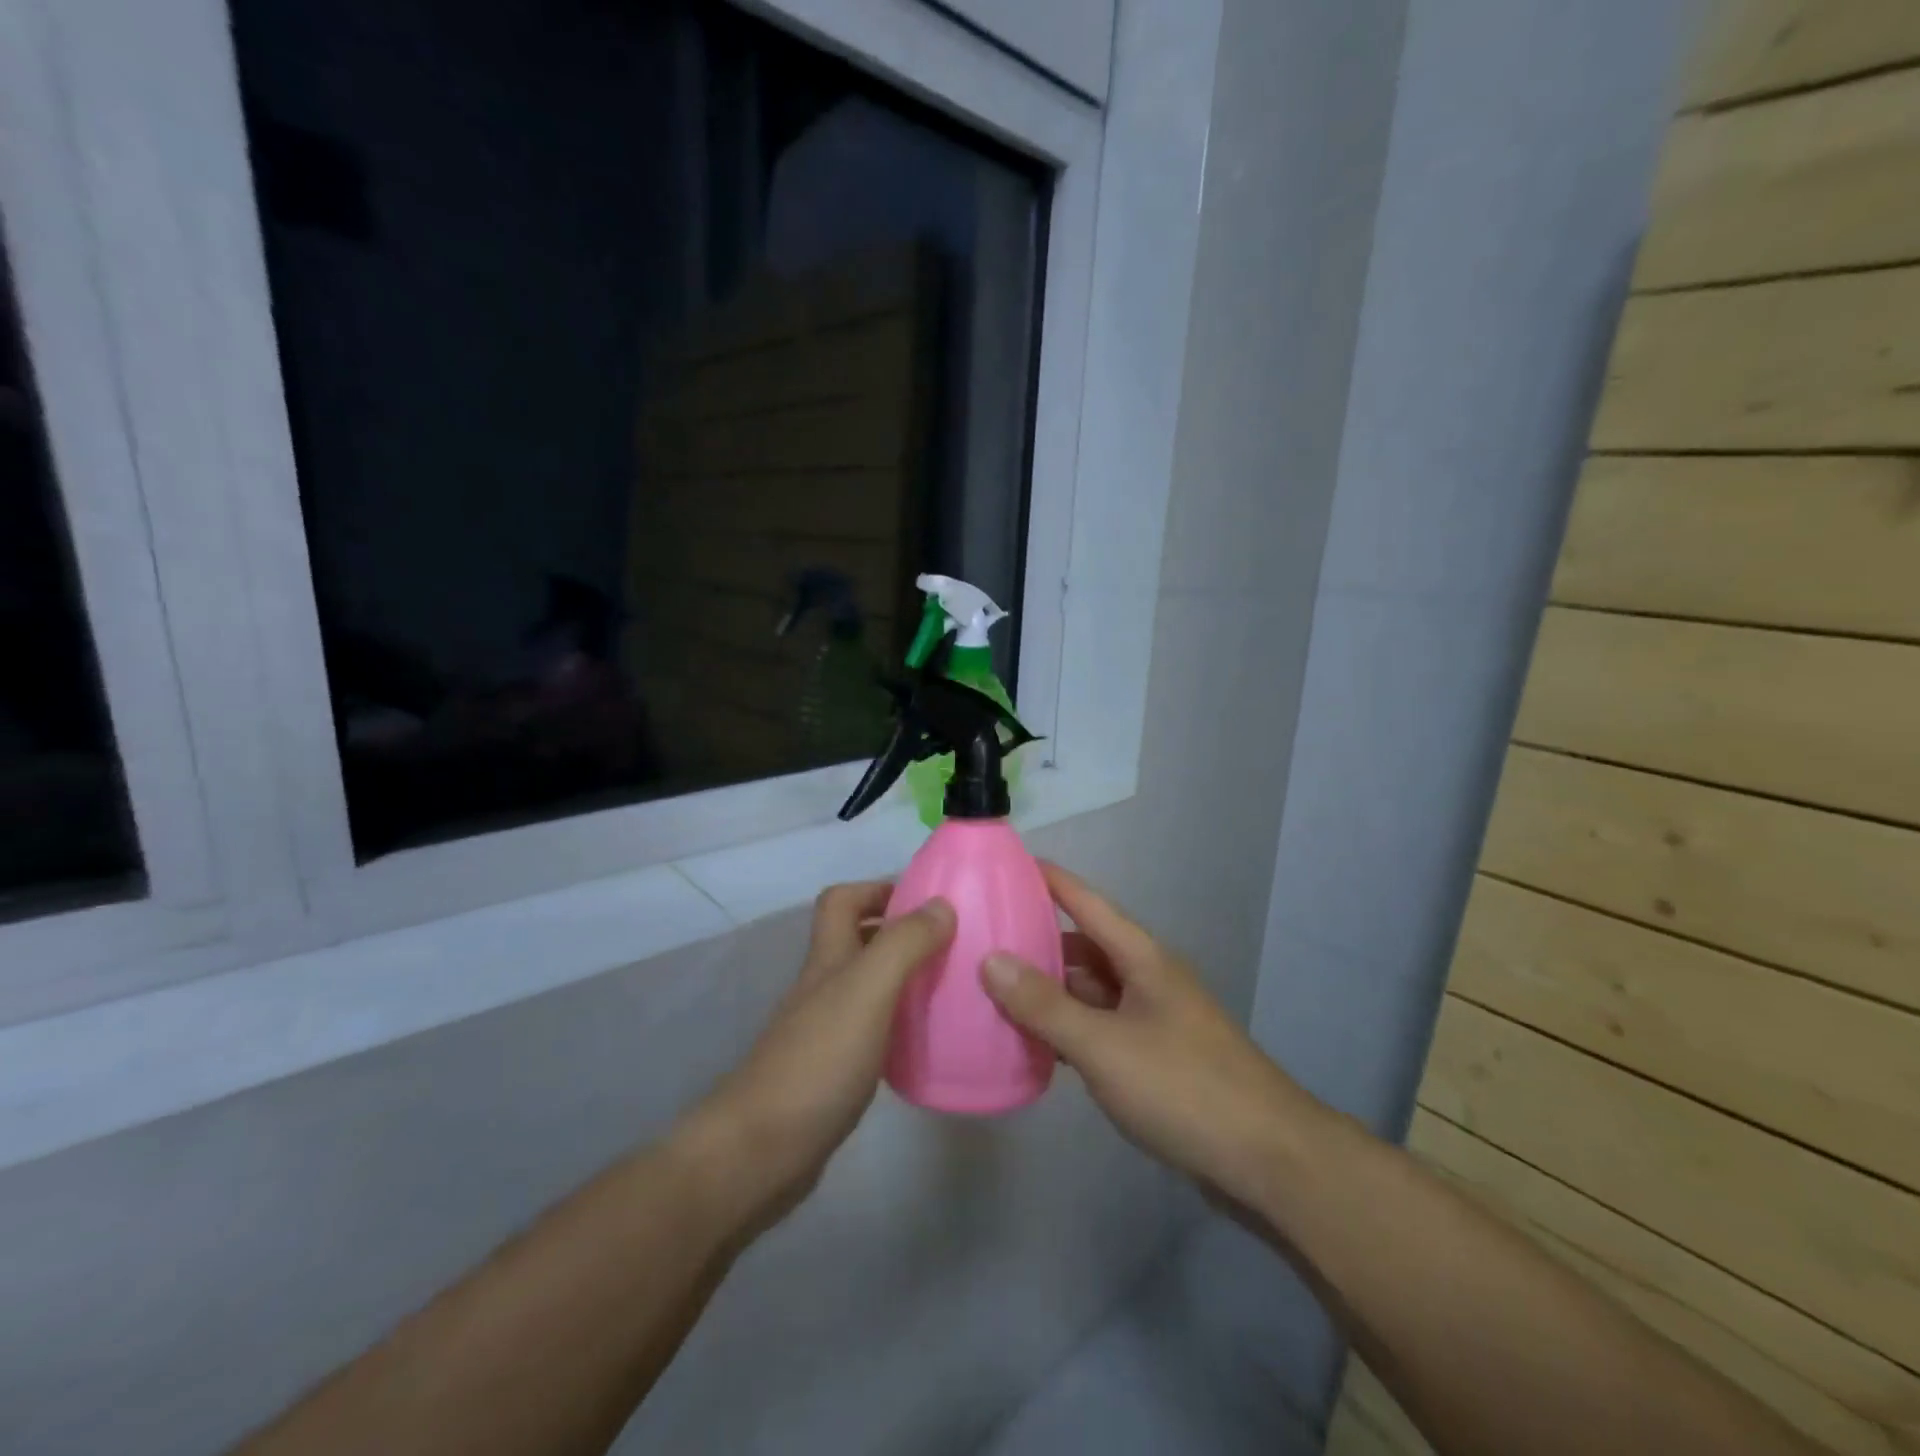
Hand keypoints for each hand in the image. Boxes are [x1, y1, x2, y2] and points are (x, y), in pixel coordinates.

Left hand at [683, 884, 954, 1235]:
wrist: (762, 1151)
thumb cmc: (818, 1060)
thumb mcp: (868, 990)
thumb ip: (904, 944)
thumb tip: (943, 905)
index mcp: (827, 959)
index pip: (841, 900)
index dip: (877, 889)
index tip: (927, 901)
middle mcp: (824, 987)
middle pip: (857, 940)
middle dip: (900, 933)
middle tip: (951, 945)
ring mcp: (825, 1030)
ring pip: (868, 986)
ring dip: (905, 979)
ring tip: (950, 987)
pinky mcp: (833, 1071)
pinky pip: (874, 1030)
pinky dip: (900, 1024)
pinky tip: (926, 1040)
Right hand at [980, 863, 1317, 1209]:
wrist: (1268, 1159)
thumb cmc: (1183, 1087)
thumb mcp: (1104, 1045)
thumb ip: (1045, 1005)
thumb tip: (989, 959)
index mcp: (1141, 957)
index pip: (1086, 902)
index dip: (1048, 880)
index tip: (1005, 864)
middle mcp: (1147, 978)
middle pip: (1083, 947)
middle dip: (1036, 943)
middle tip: (980, 943)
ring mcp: (1152, 1018)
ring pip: (1090, 990)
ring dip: (1049, 991)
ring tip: (993, 993)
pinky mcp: (1154, 1056)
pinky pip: (1099, 1027)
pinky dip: (1067, 1028)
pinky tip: (1034, 1043)